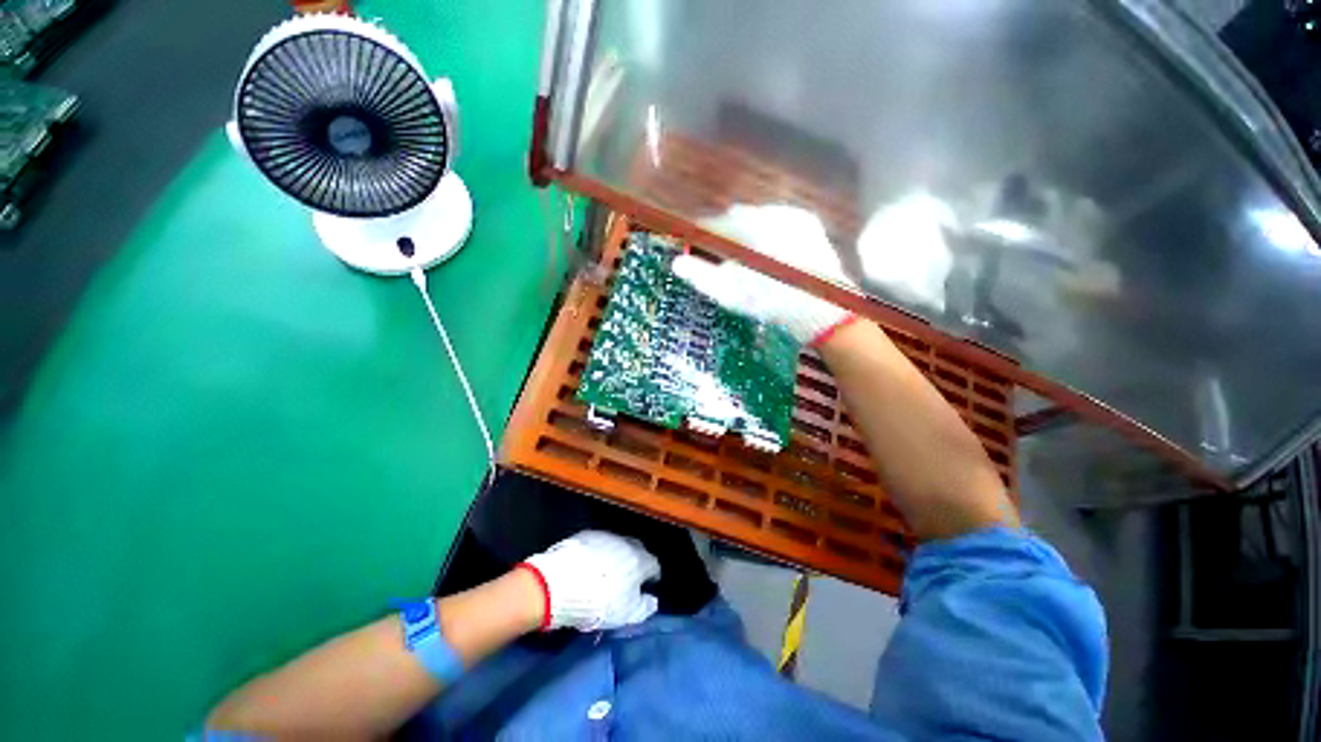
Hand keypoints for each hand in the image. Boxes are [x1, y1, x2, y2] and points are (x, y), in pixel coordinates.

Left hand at [518, 530, 660, 631]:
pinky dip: (598, 553)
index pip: (653, 564)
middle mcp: (625, 543)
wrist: (560, 583)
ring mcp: (604, 536)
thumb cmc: (599, 602)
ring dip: (616, 556)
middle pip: (637, 549)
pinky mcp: (584, 535)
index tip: (648, 585)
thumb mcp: (626, 614)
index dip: (652, 576)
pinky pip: (598, 543)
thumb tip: (652, 601)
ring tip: (607, 572)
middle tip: (630, 577)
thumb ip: (644, 607)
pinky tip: (589, 566)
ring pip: (617, 545)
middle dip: (636, 561)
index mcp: (639, 560)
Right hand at [672, 204, 853, 344]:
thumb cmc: (771, 303)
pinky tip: (766, 253)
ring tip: (742, 257)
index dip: (699, 235)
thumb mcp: (730, 294)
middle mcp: (771, 212)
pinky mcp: (809, 224)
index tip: (690, 245)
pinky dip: (765, 233)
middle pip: (735, 219)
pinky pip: (778, 221)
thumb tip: (677, 263)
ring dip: (744, 233)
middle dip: (723, 235)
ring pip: (757, 218)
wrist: (822, 311)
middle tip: (717, 255)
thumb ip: (701, 276)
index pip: (713, 224)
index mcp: (749, 227)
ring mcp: (794, 215)